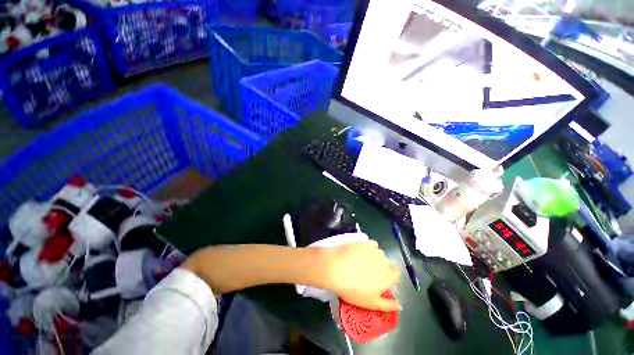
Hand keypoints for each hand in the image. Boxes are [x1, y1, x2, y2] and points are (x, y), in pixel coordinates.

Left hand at [316, 241, 400, 311]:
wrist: (335, 268)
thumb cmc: (352, 289)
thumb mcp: (370, 303)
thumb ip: (387, 305)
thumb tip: (399, 305)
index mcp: (388, 277)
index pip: (396, 275)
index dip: (391, 277)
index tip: (382, 281)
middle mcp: (384, 261)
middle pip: (388, 263)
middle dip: (383, 267)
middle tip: (370, 273)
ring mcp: (374, 249)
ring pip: (380, 253)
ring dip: (376, 257)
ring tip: (363, 262)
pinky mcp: (364, 241)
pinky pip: (371, 244)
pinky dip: (369, 248)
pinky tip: (360, 252)